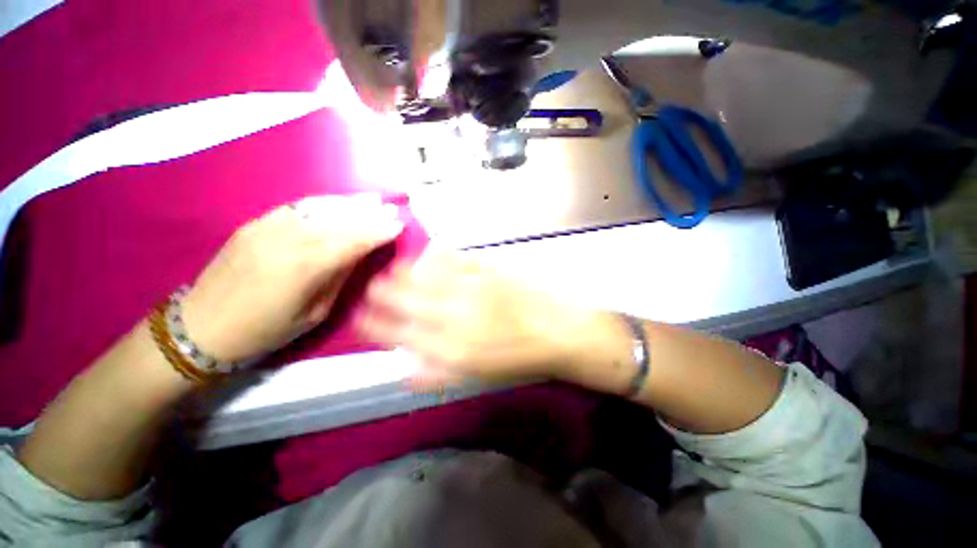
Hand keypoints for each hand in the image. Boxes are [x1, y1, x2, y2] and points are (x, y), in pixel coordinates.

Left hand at [181, 194, 403, 362]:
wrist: (201, 327)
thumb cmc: (265, 330)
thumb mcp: (315, 312)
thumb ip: (338, 277)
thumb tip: (359, 252)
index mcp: (305, 267)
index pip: (353, 241)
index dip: (378, 231)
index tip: (399, 224)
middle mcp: (287, 240)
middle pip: (338, 220)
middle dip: (368, 213)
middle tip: (390, 207)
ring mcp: (267, 227)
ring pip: (318, 208)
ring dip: (348, 203)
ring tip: (370, 199)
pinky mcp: (253, 224)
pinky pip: (296, 208)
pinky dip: (322, 204)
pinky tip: (337, 203)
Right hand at [356, 252, 598, 388]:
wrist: (558, 332)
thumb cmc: (519, 359)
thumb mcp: (476, 377)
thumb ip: (438, 375)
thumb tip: (404, 371)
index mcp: (451, 349)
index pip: (401, 335)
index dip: (376, 327)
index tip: (360, 319)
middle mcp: (456, 316)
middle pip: (409, 302)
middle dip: (384, 295)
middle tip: (370, 287)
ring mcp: (472, 288)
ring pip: (428, 277)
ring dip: (405, 272)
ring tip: (391, 269)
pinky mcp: (489, 270)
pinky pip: (456, 259)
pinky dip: (438, 255)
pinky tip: (428, 253)